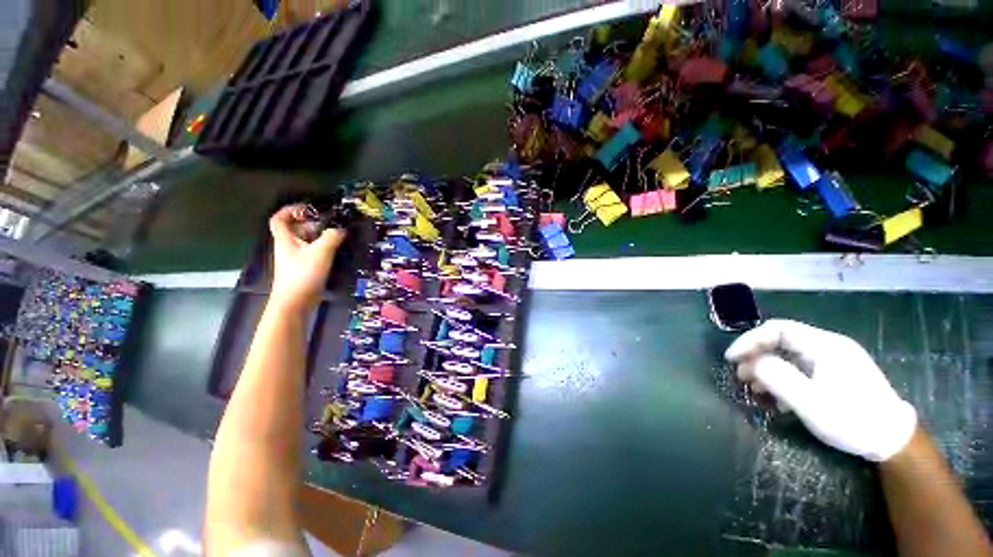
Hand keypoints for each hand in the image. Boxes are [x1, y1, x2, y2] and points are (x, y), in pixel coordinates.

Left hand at [268, 205, 345, 312]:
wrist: (296, 302)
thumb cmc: (304, 274)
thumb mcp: (321, 252)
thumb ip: (332, 237)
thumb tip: (341, 228)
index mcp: (285, 239)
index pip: (279, 219)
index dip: (291, 210)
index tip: (309, 208)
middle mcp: (288, 247)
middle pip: (295, 229)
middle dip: (311, 223)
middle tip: (330, 223)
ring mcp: (295, 259)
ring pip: (306, 241)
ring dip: (319, 236)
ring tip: (337, 235)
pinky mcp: (304, 269)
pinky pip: (312, 252)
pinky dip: (323, 248)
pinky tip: (335, 251)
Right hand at [725, 319, 916, 461]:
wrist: (893, 441)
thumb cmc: (852, 421)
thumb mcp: (811, 403)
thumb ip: (778, 378)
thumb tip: (752, 362)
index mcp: (825, 346)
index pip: (777, 329)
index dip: (750, 341)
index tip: (732, 359)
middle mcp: (829, 346)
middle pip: (781, 341)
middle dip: (756, 357)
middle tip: (740, 376)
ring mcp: (834, 360)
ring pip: (789, 356)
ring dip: (768, 369)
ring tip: (755, 389)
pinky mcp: (836, 374)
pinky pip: (801, 368)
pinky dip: (783, 378)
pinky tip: (779, 399)